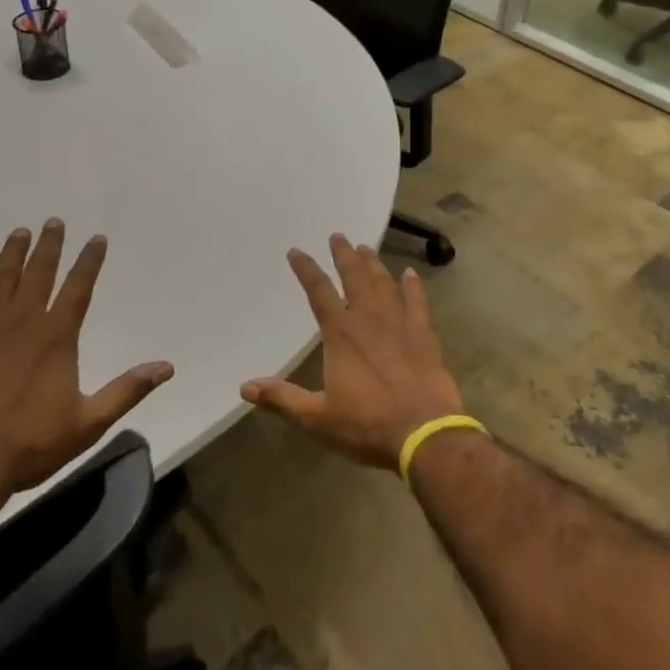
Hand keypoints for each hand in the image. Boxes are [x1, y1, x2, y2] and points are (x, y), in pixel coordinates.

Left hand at [0, 220, 172, 512]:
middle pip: (39, 273)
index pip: (79, 287)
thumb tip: (167, 367)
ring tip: (19, 232)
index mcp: (56, 336)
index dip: (89, 261)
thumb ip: (127, 390)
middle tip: (54, 221)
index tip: (97, 238)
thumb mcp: (88, 423)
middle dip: (49, 246)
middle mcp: (22, 322)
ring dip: (11, 255)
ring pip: (0, 281)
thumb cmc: (29, 444)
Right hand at [240, 234, 463, 470]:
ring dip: (373, 264)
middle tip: (338, 236)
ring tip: (366, 249)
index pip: (318, 291)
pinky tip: (411, 274)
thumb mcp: (317, 418)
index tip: (295, 251)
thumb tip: (245, 386)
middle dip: (343, 255)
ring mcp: (399, 323)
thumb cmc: (367, 425)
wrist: (424, 433)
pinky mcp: (424, 335)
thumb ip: (282, 398)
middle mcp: (368, 318)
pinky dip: (413, 286)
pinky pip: (417, 302)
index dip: (305, 269)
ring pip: (384, 283)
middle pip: (354, 276)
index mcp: (340, 333)